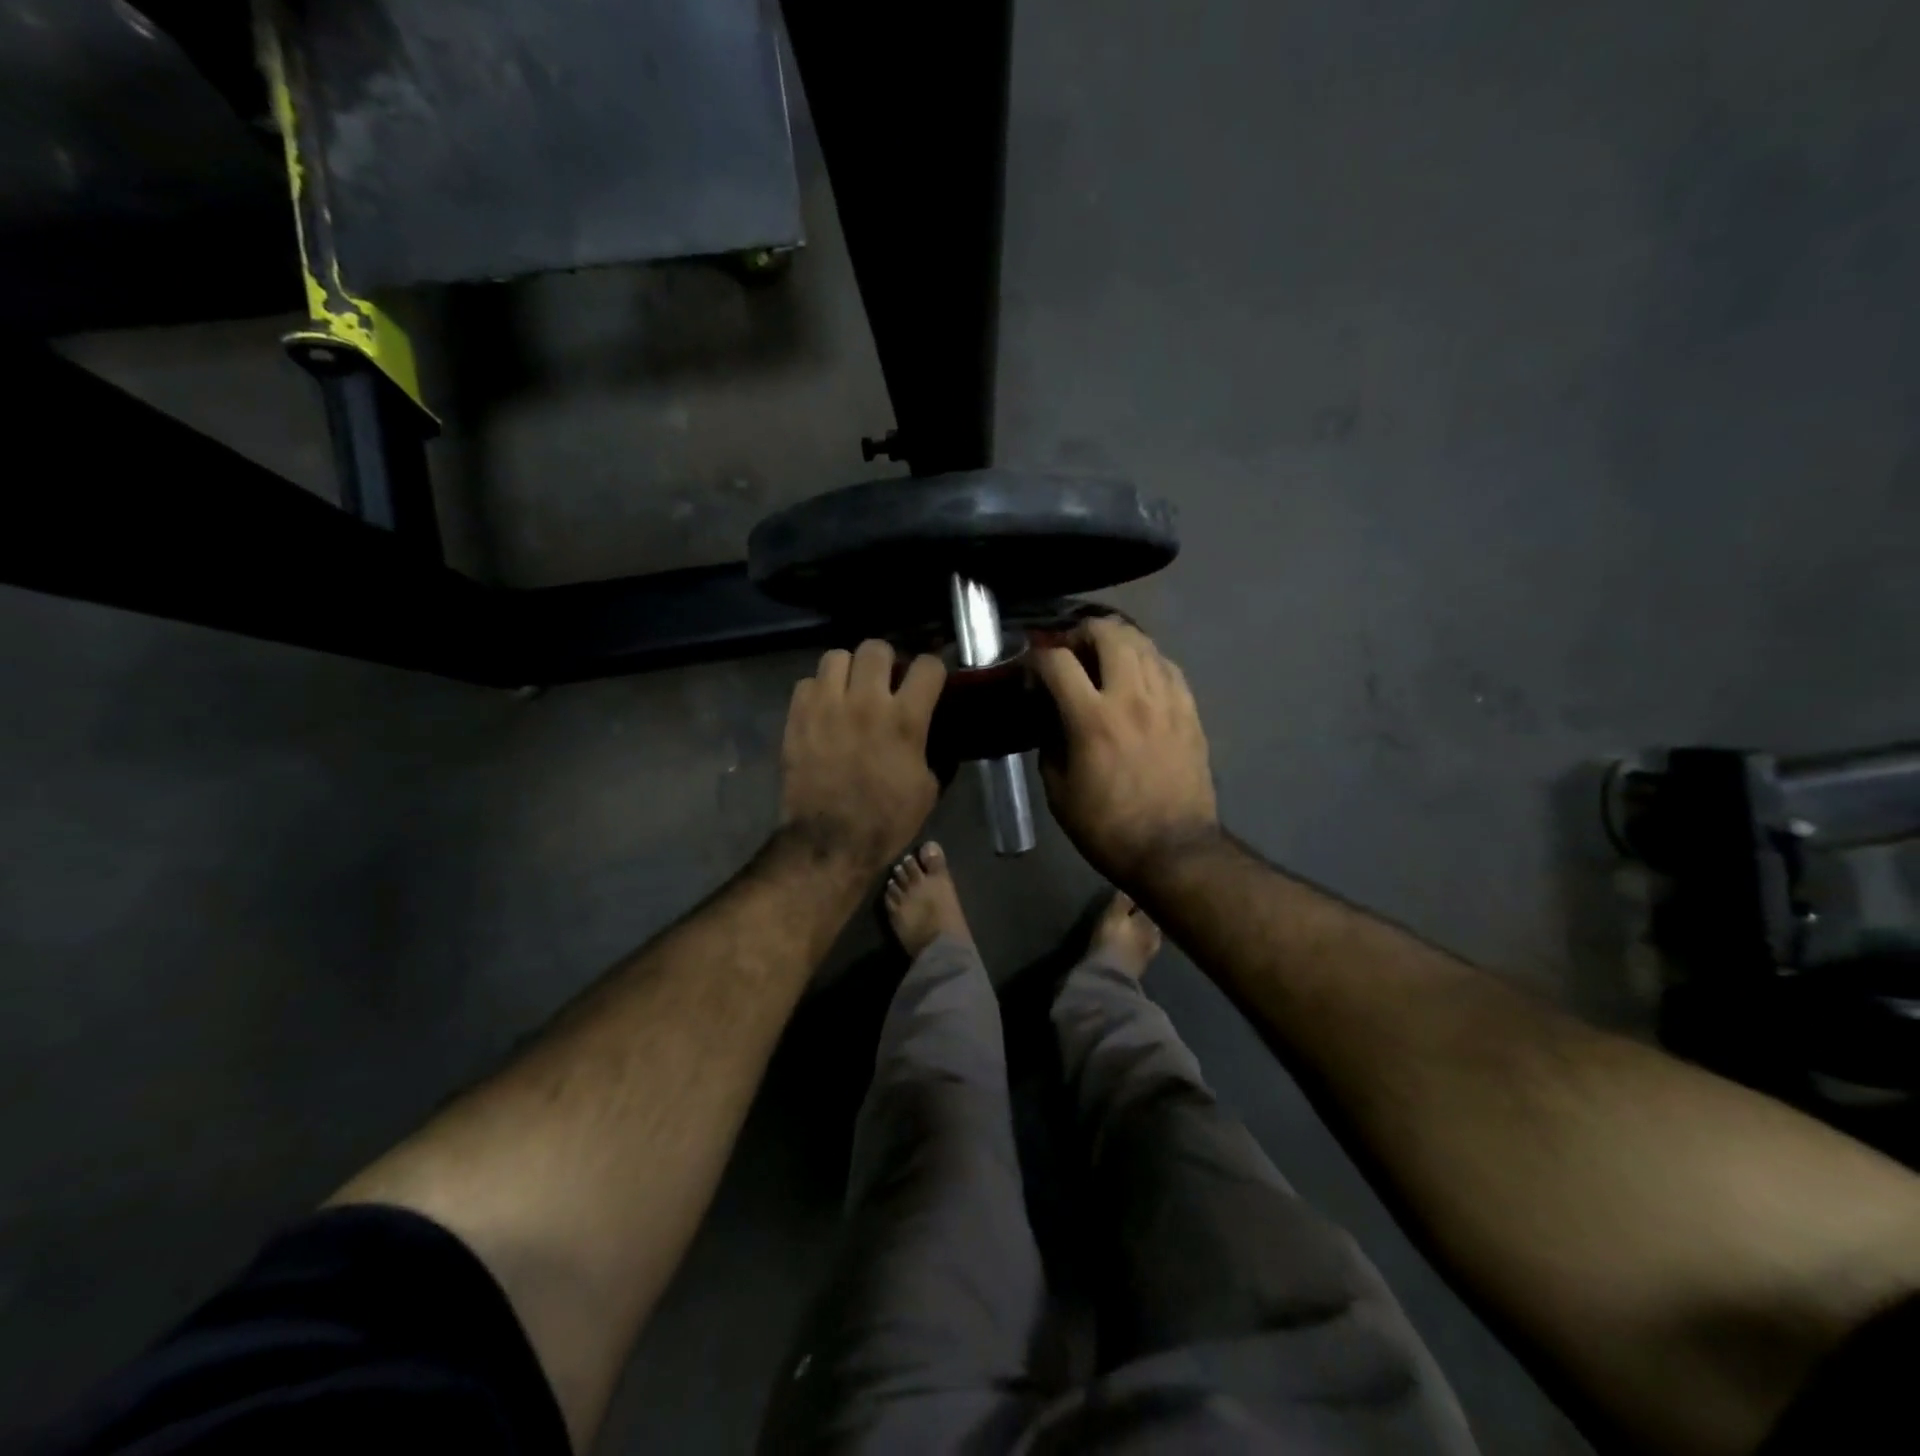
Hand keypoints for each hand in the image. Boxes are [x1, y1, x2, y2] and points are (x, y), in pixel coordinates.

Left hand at [779, 640, 946, 873]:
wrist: (829, 842)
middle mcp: (866, 702)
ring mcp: (826, 706)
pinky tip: (825, 709)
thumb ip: (929, 749)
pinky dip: (818, 691)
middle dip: (886, 661)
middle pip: (877, 648)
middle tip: (885, 682)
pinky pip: (807, 682)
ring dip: (848, 670)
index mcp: (905, 720)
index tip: (928, 681)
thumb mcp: (927, 789)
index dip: (932, 670)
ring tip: (850, 689)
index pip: (928, 665)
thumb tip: (927, 733)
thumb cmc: (886, 821)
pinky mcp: (797, 717)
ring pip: (837, 656)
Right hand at [1033, 618, 1219, 883]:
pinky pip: (1168, 666)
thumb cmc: (1107, 827)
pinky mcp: (1190, 710)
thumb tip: (1053, 720)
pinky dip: (1146, 661)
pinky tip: (1137, 678)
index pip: (1057, 661)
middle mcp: (1131, 697)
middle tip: (1070, 651)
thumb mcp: (1058, 792)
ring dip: (1116, 642)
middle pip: (1107, 633)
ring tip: (1103, 659)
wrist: (1173, 849)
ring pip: (1142, 643)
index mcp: (1092, 719)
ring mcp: (1166, 700)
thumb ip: (1050, 745)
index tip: (1031, 671)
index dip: (1036, 657)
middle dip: (1081, 632)